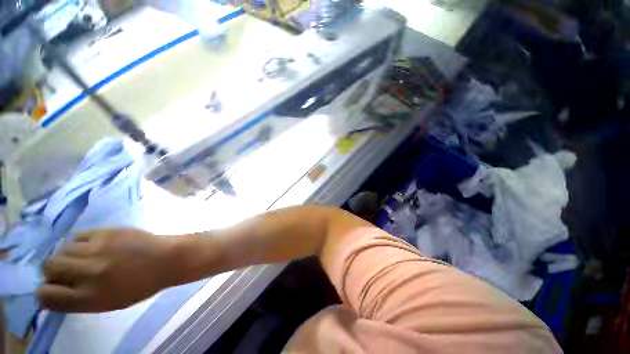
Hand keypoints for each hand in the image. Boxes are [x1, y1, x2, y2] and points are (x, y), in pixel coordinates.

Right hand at [36, 229, 175, 312]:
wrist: (168, 259)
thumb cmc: (141, 285)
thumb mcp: (108, 303)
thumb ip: (79, 299)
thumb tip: (54, 290)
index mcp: (89, 297)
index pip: (46, 296)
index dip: (45, 293)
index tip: (51, 289)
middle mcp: (88, 273)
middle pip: (48, 267)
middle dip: (52, 271)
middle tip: (66, 271)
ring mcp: (97, 249)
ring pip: (61, 249)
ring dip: (67, 255)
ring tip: (83, 258)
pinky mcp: (107, 231)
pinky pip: (79, 235)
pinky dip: (80, 242)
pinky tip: (93, 246)